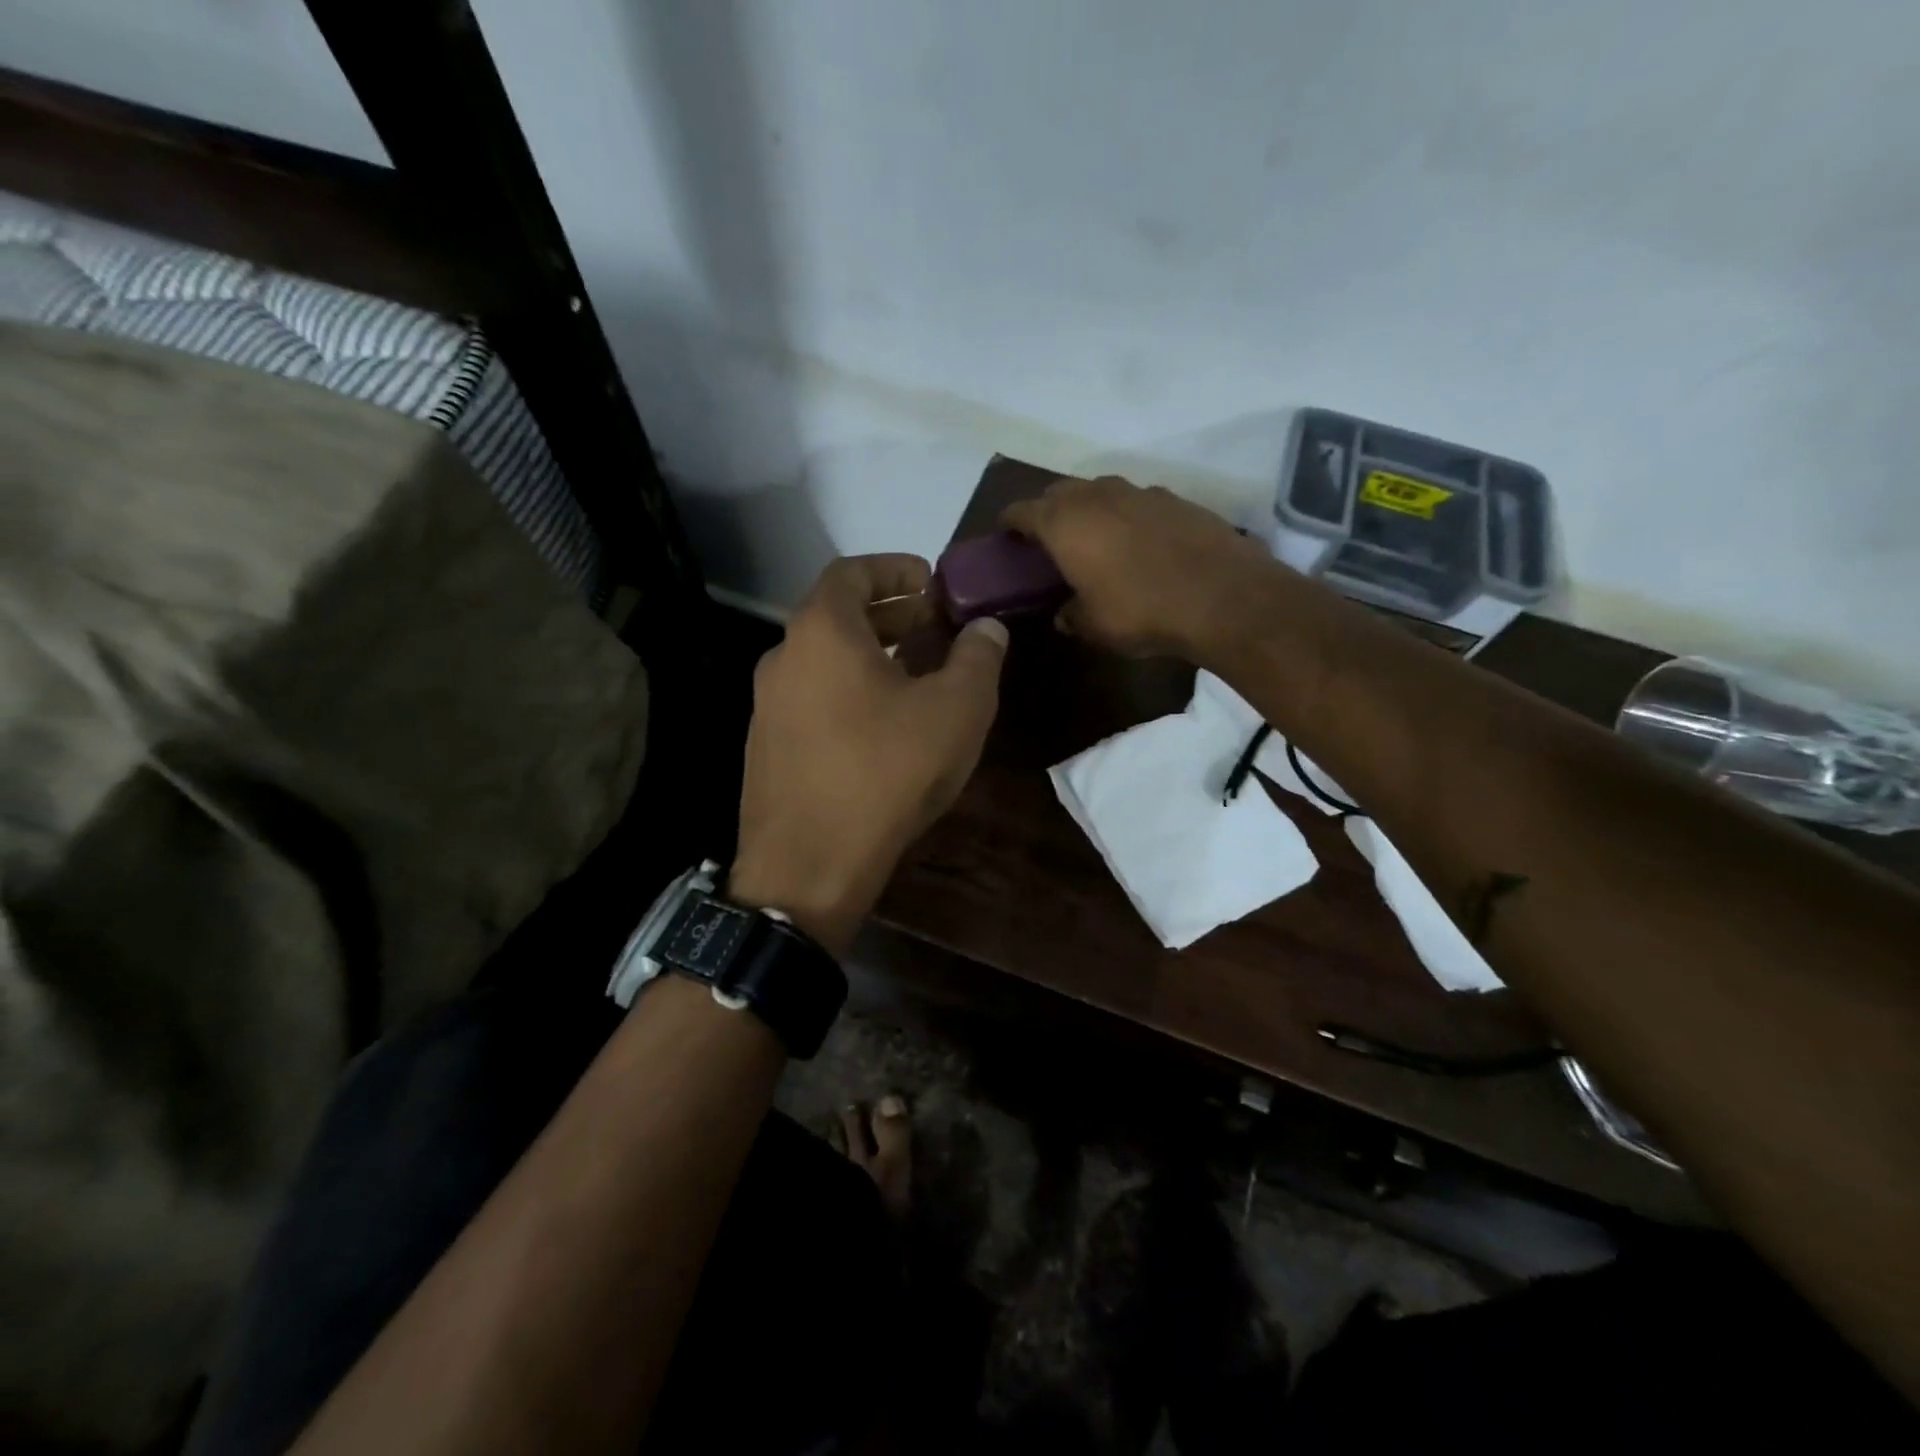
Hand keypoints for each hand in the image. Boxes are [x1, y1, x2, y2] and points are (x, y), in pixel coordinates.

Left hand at [727, 554, 1007, 954]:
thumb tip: (987, 627)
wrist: (807, 868)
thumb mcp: (955, 711)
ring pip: (823, 660)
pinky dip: (847, 690)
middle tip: (933, 625)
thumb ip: (977, 658)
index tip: (930, 579)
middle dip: (889, 613)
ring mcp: (766, 706)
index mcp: (821, 632)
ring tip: (916, 673)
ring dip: (869, 654)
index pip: (851, 572)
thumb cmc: (886, 773)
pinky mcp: (766, 747)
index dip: (893, 567)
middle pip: (836, 615)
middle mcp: (782, 658)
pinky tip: (881, 725)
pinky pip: (811, 698)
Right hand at [1002, 475, 1275, 657]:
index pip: (1023, 511)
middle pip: (1060, 492)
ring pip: (1100, 491)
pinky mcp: (1175, 499)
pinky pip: (1136, 501)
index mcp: (1065, 523)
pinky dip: (1127, 515)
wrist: (1222, 596)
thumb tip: (1064, 614)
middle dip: (1048, 510)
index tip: (1005, 533)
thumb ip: (1071, 616)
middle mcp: (1098, 496)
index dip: (1010, 522)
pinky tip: (1138, 541)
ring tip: (1093, 536)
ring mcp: (1139, 492)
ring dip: (1089, 508)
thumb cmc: (1141, 612)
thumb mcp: (1094, 626)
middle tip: (1047, 538)